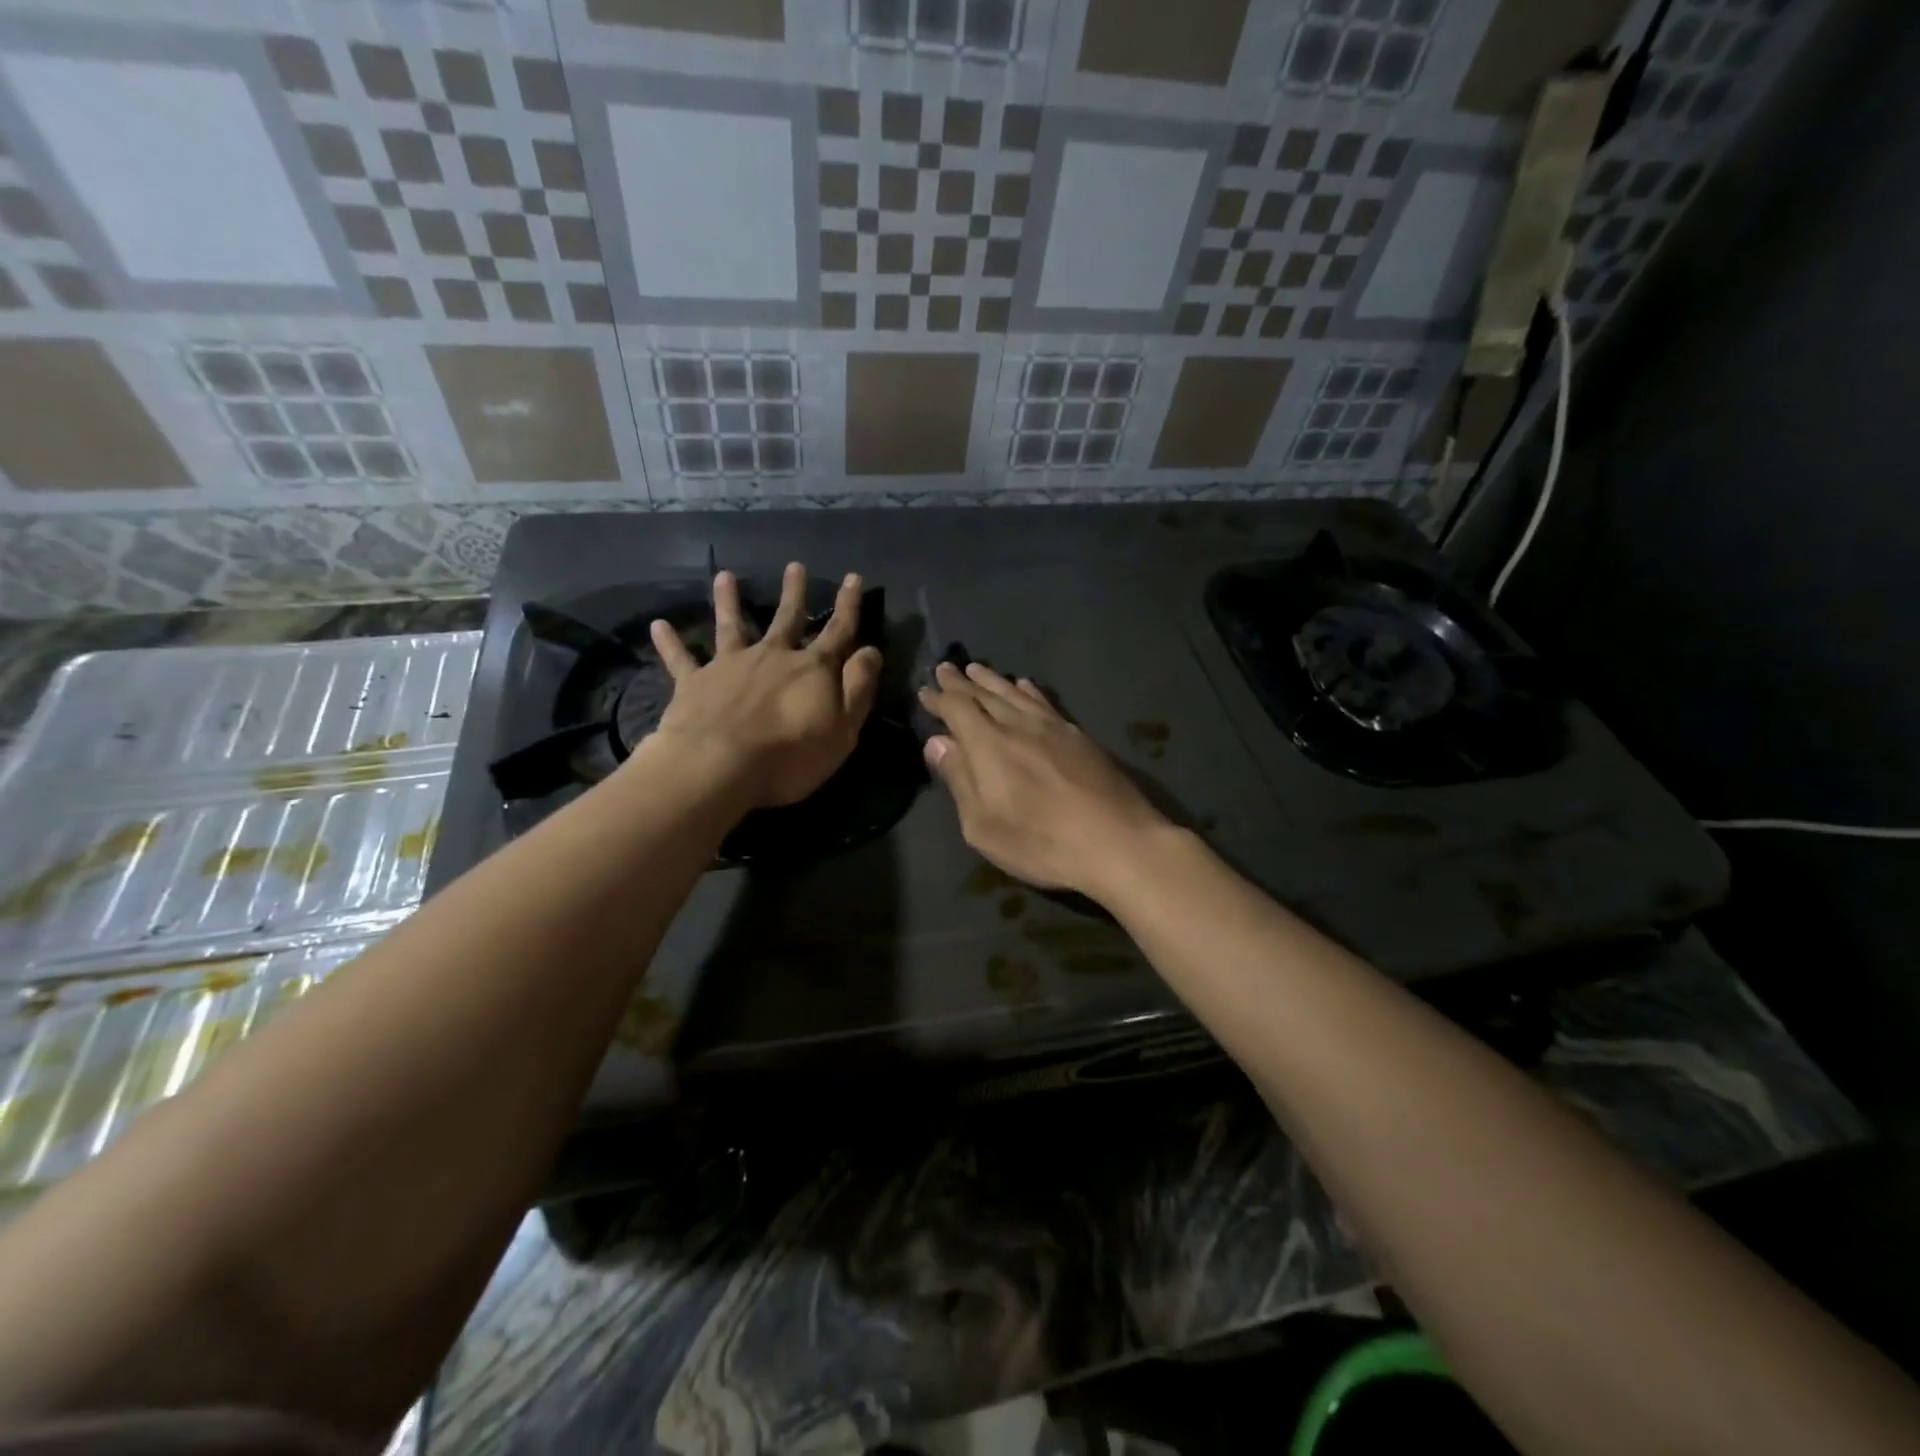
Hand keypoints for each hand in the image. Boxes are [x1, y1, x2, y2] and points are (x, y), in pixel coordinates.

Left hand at [648, 562, 882, 807]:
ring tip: (725, 577)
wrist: (720, 765)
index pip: (838, 631)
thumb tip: (871, 650)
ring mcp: (730, 665)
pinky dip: (670, 642)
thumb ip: (858, 687)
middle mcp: (772, 656)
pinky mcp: (694, 682)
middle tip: (794, 566)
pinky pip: (681, 659)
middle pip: (787, 619)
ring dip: (729, 601)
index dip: (848, 605)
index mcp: (812, 669)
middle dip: (794, 593)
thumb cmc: (791, 754)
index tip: (853, 577)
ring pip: (732, 626)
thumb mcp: (843, 728)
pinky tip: (658, 625)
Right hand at [918, 662, 1171, 900]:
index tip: (925, 690)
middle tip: (945, 667)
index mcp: (990, 746)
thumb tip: (937, 742)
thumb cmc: (1042, 843)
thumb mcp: (984, 826)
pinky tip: (1026, 686)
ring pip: (1016, 693)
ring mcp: (1053, 728)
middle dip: (962, 682)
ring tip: (978, 669)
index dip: (939, 699)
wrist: (1119, 842)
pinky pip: (1045, 702)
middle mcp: (1019, 726)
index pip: (957, 710)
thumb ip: (959, 780)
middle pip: (985, 695)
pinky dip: (1029, 691)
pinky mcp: (1080, 737)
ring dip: (993, 680)